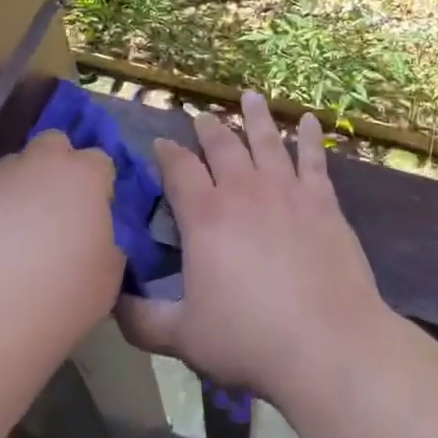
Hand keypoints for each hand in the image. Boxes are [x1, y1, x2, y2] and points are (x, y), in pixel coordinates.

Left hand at [0, 129, 122, 349]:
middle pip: (54, 144)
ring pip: (15, 167)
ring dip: (23, 187)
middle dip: (59, 165)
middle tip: (59, 209)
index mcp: (83, 176)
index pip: (100, 161)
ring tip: (19, 233)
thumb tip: (93, 235)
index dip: (99, 186)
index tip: (96, 215)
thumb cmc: (61, 300)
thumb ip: (107, 240)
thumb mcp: (109, 275)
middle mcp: (39, 164)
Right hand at [115, 92, 388, 405]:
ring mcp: (286, 190)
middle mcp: (243, 190)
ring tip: (249, 96)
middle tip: (201, 116)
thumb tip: (111, 303)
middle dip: (208, 128)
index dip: (167, 153)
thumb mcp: (184, 337)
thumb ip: (142, 320)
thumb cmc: (250, 339)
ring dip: (255, 116)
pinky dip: (309, 136)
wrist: (327, 342)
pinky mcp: (322, 200)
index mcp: (205, 217)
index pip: (178, 170)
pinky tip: (308, 120)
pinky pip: (313, 158)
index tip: (160, 143)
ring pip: (266, 140)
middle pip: (222, 146)